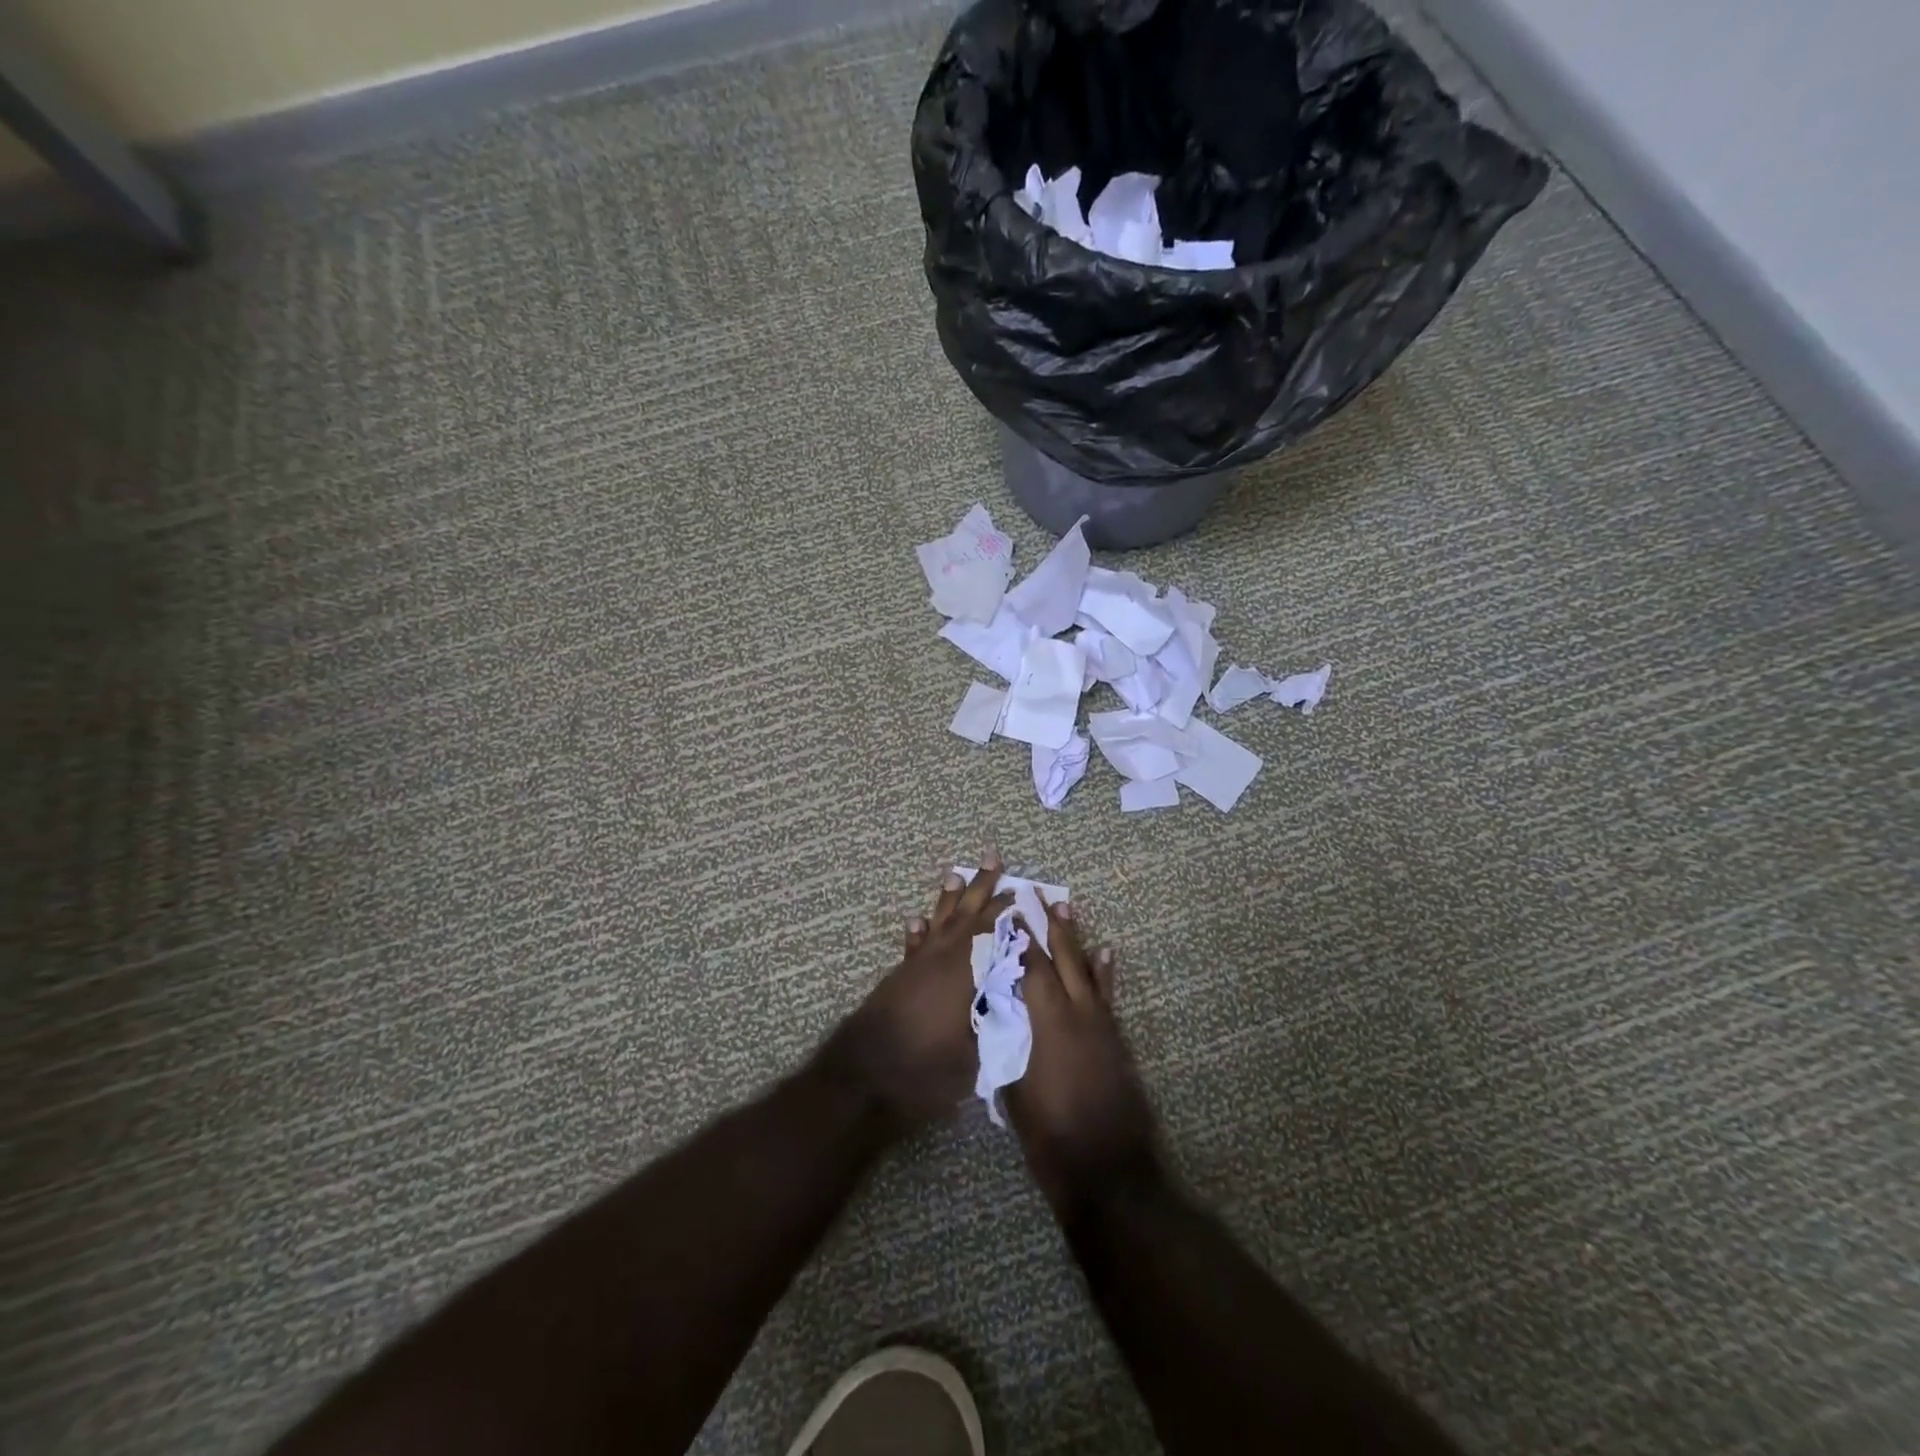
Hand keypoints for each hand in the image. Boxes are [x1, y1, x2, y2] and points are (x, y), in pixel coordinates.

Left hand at [821, 856, 1013, 1125]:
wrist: (865, 1079)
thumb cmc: (925, 1069)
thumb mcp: (975, 1053)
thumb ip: (997, 1022)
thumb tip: (1015, 1002)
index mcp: (966, 972)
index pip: (995, 931)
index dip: (1011, 912)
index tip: (1026, 893)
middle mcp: (943, 958)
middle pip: (967, 914)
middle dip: (983, 886)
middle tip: (993, 857)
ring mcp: (918, 965)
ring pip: (939, 921)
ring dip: (949, 898)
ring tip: (956, 873)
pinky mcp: (899, 977)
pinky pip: (914, 944)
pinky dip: (918, 931)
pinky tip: (919, 919)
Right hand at [1006, 899, 1158, 1212]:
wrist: (1105, 1168)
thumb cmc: (1049, 1134)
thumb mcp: (1013, 1087)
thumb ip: (1005, 1042)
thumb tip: (993, 1012)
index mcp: (1045, 1022)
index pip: (1030, 967)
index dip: (1018, 937)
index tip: (1008, 910)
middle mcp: (1075, 1012)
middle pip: (1060, 957)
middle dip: (1048, 925)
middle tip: (1038, 894)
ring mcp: (1099, 1024)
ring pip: (1085, 969)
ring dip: (1075, 938)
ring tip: (1066, 908)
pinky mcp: (1114, 1038)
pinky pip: (1107, 994)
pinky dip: (1104, 971)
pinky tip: (1104, 952)